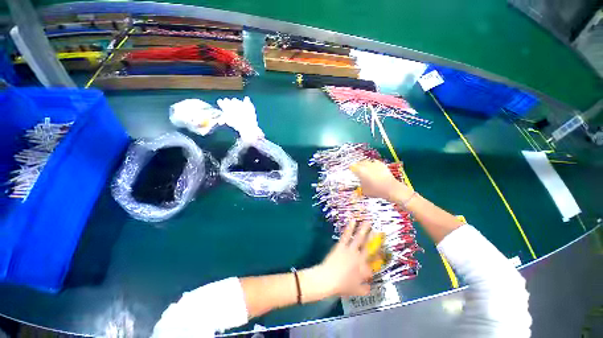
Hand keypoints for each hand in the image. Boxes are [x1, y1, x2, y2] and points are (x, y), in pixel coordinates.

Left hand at [310, 221, 373, 296]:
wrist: (328, 279)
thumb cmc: (342, 285)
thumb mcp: (356, 290)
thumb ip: (364, 288)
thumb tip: (370, 287)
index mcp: (363, 267)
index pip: (373, 260)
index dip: (379, 254)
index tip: (383, 249)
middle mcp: (358, 256)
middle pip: (368, 245)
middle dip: (374, 237)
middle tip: (378, 229)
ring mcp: (350, 249)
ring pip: (358, 237)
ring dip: (363, 229)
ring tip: (367, 221)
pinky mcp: (341, 245)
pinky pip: (346, 235)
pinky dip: (350, 227)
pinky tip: (352, 221)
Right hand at [350, 160, 412, 201]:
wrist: (391, 189)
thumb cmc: (376, 190)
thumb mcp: (364, 191)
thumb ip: (360, 186)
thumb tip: (359, 184)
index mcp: (360, 171)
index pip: (352, 167)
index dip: (351, 169)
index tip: (350, 171)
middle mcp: (366, 165)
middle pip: (359, 163)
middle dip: (357, 166)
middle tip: (357, 170)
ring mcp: (374, 164)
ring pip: (366, 161)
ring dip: (364, 164)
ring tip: (365, 169)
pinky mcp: (381, 164)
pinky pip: (374, 162)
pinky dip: (372, 164)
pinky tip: (373, 168)